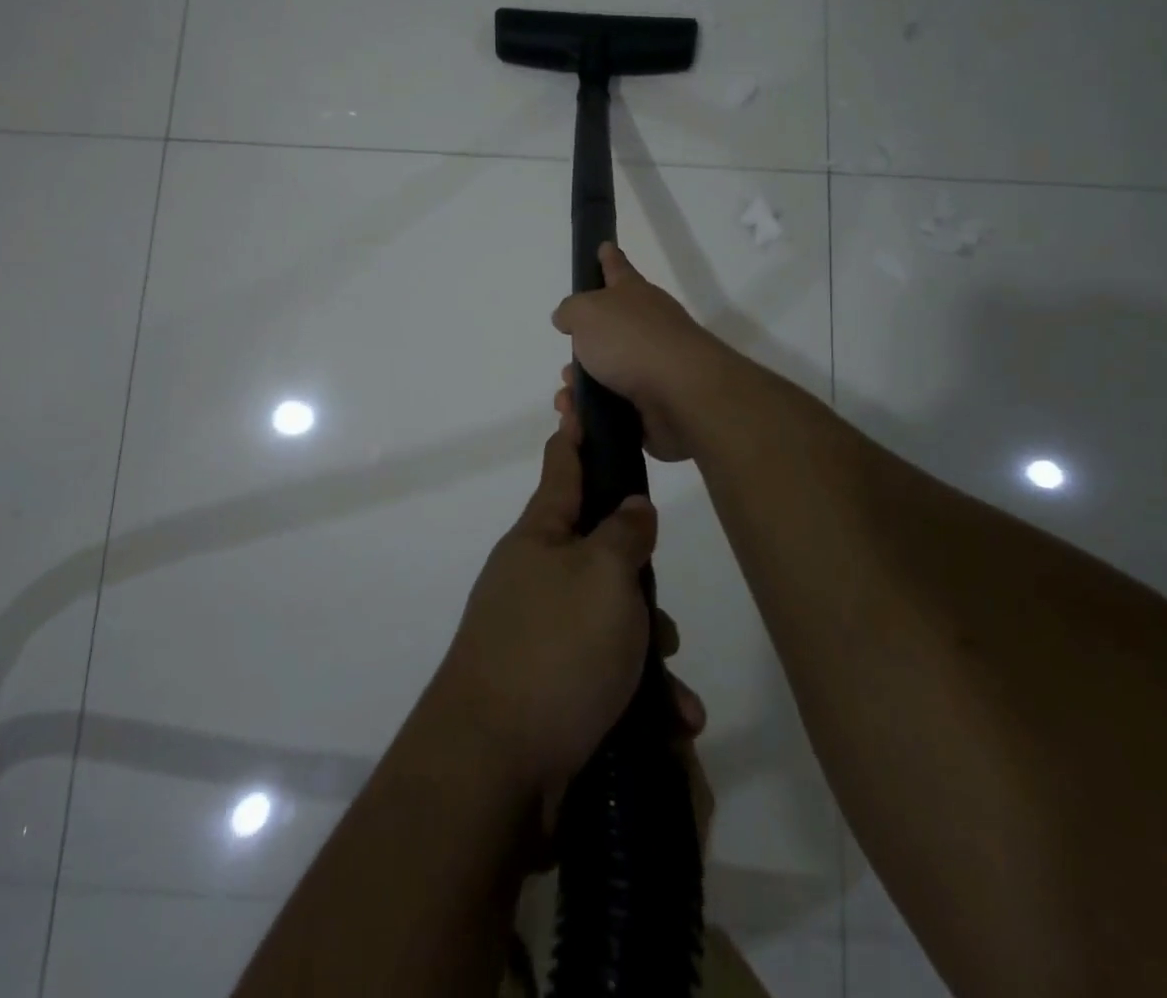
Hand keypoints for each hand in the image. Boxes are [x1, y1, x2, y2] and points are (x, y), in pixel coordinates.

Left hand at [429, 410, 704, 816]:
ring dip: (647, 651)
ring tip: (673, 692)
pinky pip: (604, 674)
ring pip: (610, 620)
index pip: (562, 467)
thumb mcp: (603, 578)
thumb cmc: (554, 650)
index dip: (575, 433)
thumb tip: (632, 506)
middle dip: (639, 581)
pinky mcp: (548, 686)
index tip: (576, 398)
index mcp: (540, 537)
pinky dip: (638, 696)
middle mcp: (535, 577)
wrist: (494, 767)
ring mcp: (538, 633)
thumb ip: (623, 534)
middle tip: (662, 612)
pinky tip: (667, 725)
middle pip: (598, 553)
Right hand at [550, 243, 729, 462]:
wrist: (681, 395)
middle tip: (568, 366)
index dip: (608, 259)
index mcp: (634, 296)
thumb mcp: (588, 312)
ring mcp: (652, 369)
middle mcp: (646, 328)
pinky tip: (578, 422)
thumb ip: (571, 311)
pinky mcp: (653, 407)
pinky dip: (591, 416)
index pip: (618, 269)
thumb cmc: (632, 341)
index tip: (604, 246)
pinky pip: (612, 410)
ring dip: (580, 389)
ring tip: (568, 401)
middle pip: (607, 332)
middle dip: (581, 350)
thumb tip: (567, 318)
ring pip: (605, 376)